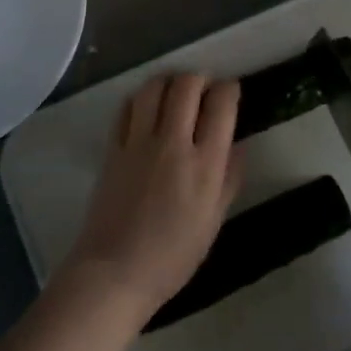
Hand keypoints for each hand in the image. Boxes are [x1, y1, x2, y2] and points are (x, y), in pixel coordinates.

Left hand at [59, 73, 241, 323]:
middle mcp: (173, 143)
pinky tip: (147, 109)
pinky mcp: (113, 148)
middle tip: (204, 89)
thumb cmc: (173, 256)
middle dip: (200, 79)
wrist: (115, 272)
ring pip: (154, 87)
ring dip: (169, 81)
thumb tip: (238, 146)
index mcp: (205, 163)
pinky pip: (127, 108)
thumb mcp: (214, 221)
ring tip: (175, 93)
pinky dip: (141, 99)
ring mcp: (139, 142)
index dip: (229, 90)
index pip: (222, 105)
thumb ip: (229, 178)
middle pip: (187, 85)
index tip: (230, 92)